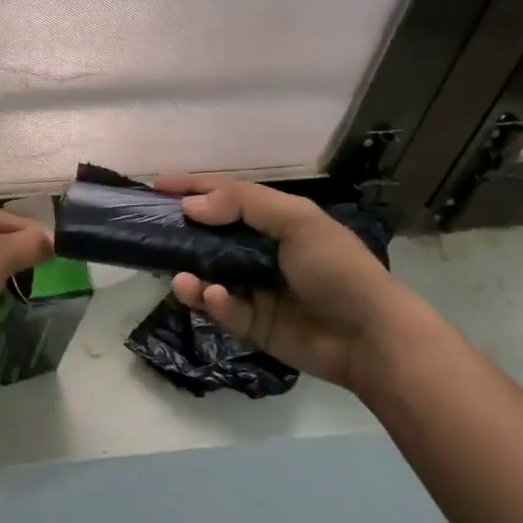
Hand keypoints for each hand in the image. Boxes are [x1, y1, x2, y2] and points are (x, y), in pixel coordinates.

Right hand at [155, 175, 410, 391]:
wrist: (369, 336)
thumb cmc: (337, 268)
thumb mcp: (298, 221)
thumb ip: (244, 204)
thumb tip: (191, 205)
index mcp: (276, 221)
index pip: (227, 196)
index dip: (193, 188)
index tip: (156, 186)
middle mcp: (261, 252)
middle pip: (210, 236)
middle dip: (181, 233)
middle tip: (152, 233)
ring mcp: (255, 289)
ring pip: (208, 275)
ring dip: (190, 273)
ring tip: (180, 276)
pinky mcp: (251, 324)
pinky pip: (221, 309)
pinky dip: (212, 302)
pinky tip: (212, 297)